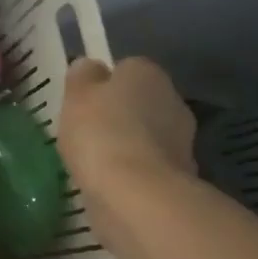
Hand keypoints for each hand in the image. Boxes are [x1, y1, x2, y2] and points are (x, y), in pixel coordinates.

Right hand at [57, 57, 197, 192]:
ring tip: (95, 161)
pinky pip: (148, 163)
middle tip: (85, 132)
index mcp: (147, 72)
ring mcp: (181, 138)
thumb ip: (82, 76)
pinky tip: (111, 182)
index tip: (81, 102)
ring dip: (126, 143)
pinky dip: (132, 170)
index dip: (101, 83)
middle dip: (117, 113)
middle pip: (138, 101)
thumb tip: (89, 66)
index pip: (124, 68)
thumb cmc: (100, 133)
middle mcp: (171, 98)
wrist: (135, 192)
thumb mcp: (76, 96)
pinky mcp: (179, 173)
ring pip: (145, 133)